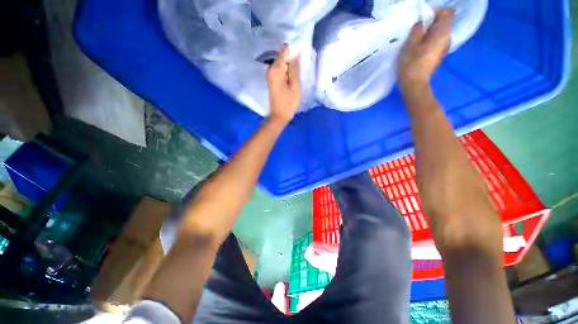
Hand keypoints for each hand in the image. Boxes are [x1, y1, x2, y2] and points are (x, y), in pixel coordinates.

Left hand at [266, 46, 300, 124]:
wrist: (278, 116)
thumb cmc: (288, 104)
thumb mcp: (295, 86)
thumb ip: (295, 69)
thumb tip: (295, 52)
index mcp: (275, 70)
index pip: (284, 51)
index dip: (294, 50)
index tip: (302, 53)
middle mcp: (270, 69)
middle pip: (282, 56)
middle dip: (292, 58)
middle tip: (301, 66)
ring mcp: (270, 74)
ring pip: (282, 63)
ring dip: (290, 65)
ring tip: (298, 71)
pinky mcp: (272, 79)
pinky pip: (280, 69)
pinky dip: (287, 70)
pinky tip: (293, 75)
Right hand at [399, 9, 453, 92]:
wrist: (414, 84)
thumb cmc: (412, 63)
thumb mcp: (411, 43)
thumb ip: (417, 29)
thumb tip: (421, 23)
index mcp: (443, 32)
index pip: (446, 12)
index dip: (434, 12)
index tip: (422, 19)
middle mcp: (448, 37)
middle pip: (443, 23)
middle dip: (430, 23)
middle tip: (416, 30)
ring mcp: (445, 47)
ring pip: (439, 33)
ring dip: (428, 33)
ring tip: (416, 40)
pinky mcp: (439, 55)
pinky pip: (437, 42)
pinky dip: (429, 41)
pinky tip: (419, 48)